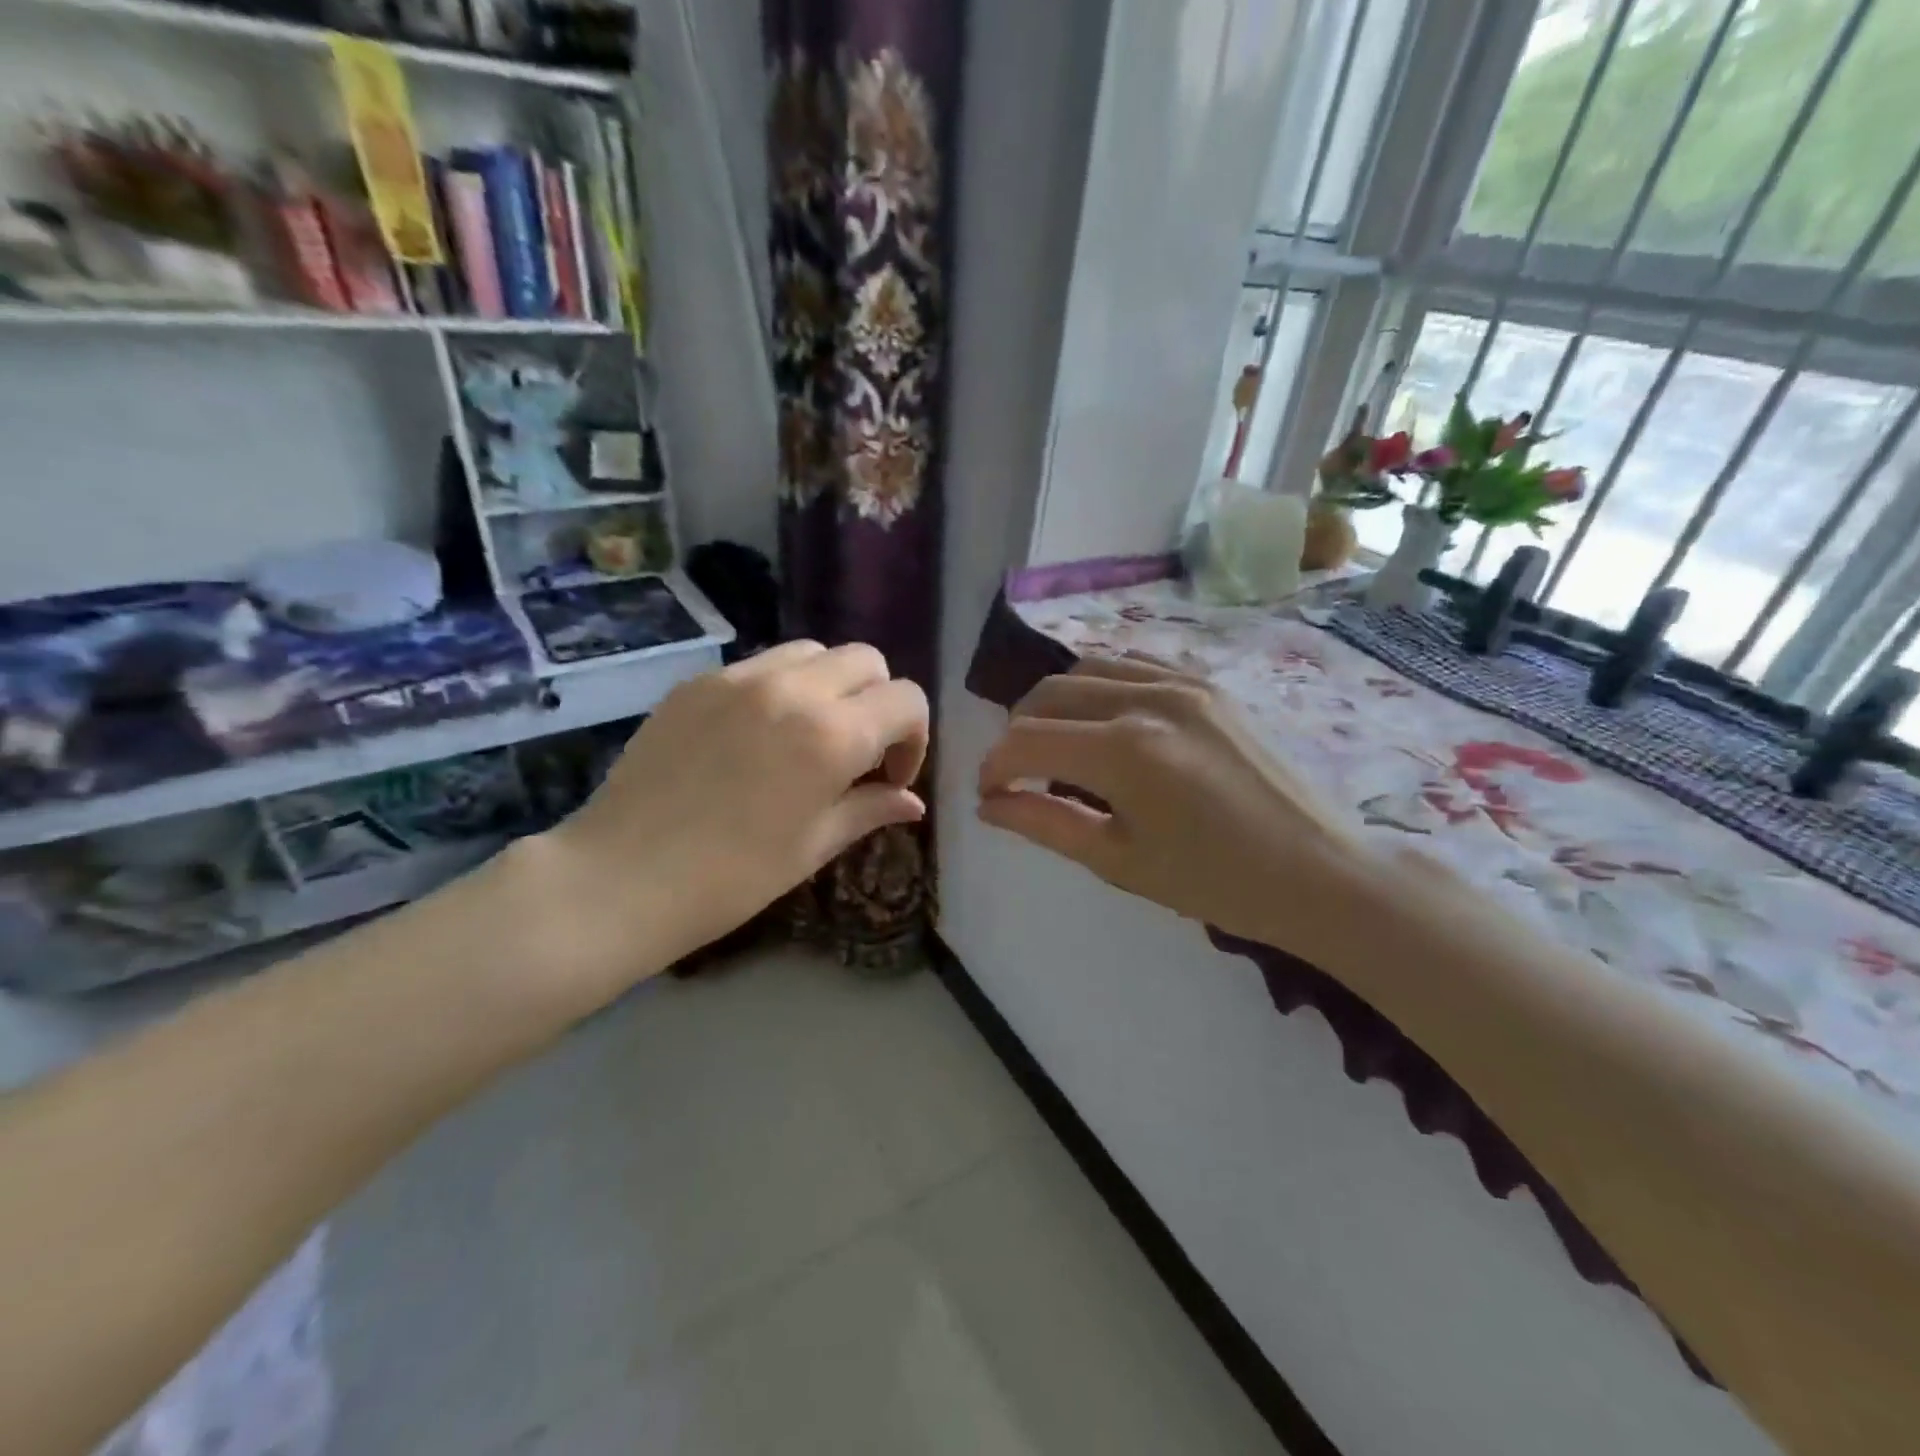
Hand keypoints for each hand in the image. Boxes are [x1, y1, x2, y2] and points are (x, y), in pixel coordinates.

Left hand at [540, 642, 928, 985]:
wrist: (619, 878)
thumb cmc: (730, 878)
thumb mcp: (813, 847)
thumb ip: (869, 810)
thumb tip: (912, 802)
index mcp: (831, 735)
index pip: (906, 700)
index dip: (914, 738)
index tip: (890, 778)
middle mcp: (792, 689)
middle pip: (866, 660)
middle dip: (878, 701)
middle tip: (858, 751)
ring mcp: (739, 678)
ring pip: (813, 652)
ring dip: (831, 685)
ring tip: (810, 735)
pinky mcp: (698, 682)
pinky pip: (761, 665)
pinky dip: (781, 687)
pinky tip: (758, 735)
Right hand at [977, 655, 1372, 956]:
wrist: (1318, 871)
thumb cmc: (1215, 882)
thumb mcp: (1118, 860)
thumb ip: (1045, 824)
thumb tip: (989, 804)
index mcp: (1123, 751)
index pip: (1026, 740)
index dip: (994, 766)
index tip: (989, 794)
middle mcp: (1147, 699)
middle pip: (1048, 694)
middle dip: (1018, 733)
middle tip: (1019, 775)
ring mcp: (1181, 682)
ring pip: (1086, 669)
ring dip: (1055, 704)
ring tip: (1057, 746)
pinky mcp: (1206, 683)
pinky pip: (1132, 665)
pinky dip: (1100, 686)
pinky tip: (1104, 721)